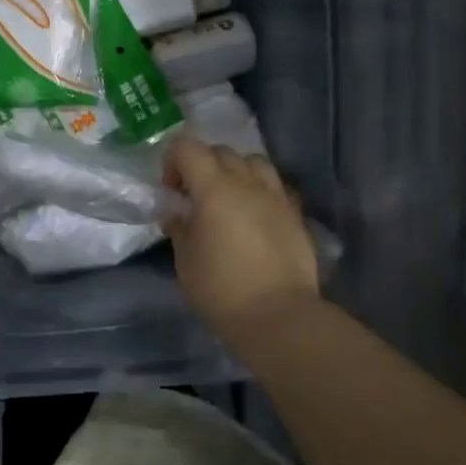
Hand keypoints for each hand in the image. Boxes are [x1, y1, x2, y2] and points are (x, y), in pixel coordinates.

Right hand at [163, 137, 318, 333]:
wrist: (278, 316)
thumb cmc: (221, 289)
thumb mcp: (185, 261)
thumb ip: (180, 229)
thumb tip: (177, 215)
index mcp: (213, 190)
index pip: (188, 148)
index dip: (173, 160)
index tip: (170, 189)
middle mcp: (247, 183)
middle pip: (221, 151)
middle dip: (202, 165)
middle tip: (194, 196)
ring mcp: (276, 197)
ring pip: (254, 162)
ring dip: (235, 172)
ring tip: (228, 199)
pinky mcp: (295, 214)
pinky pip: (274, 186)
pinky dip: (259, 190)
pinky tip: (253, 216)